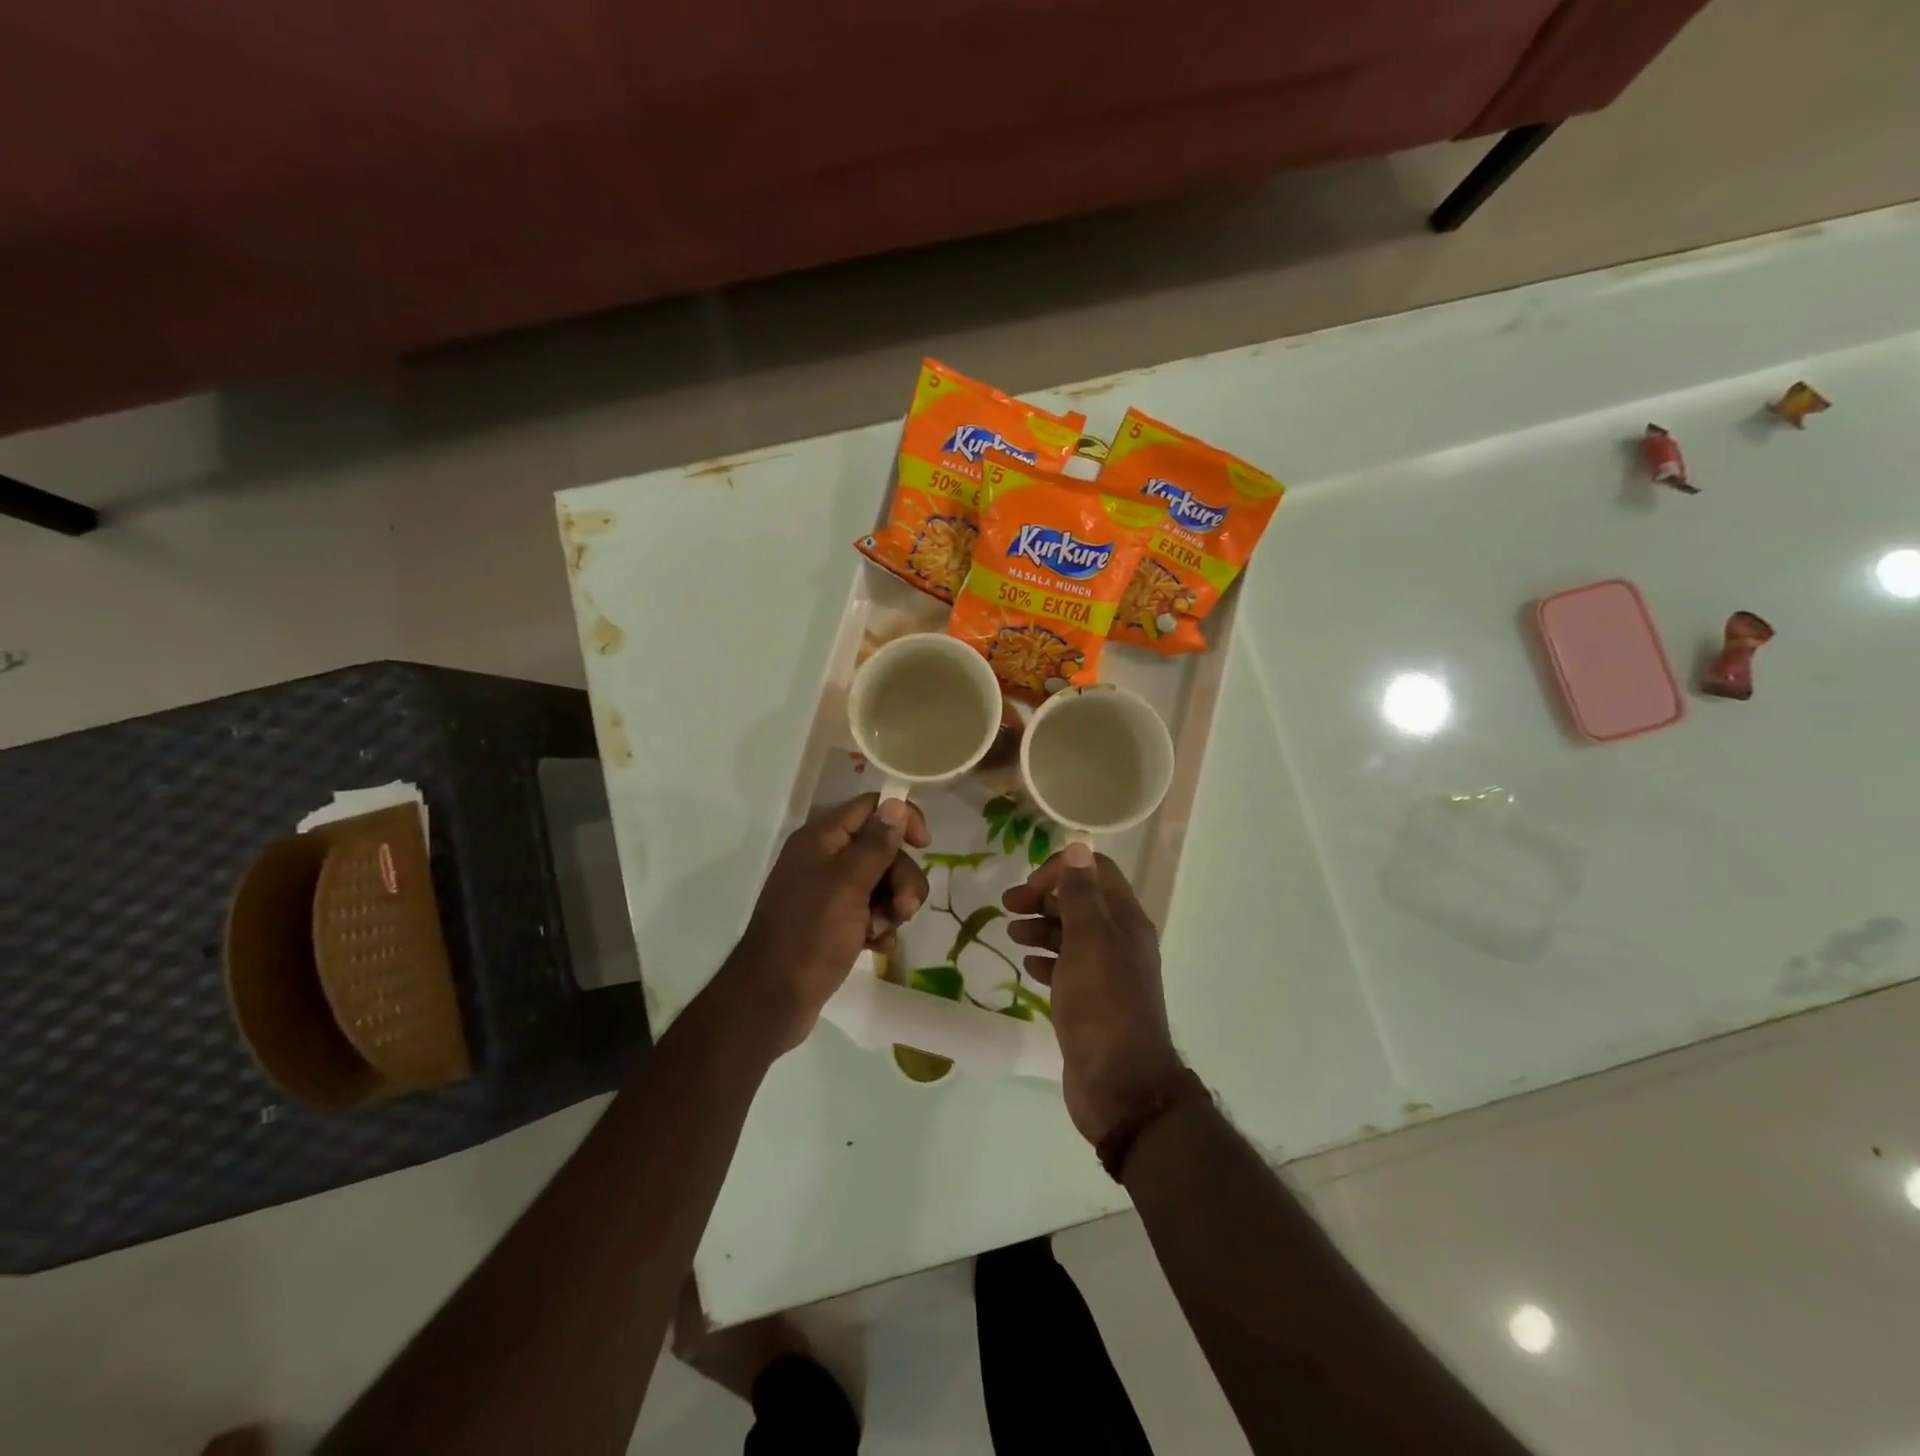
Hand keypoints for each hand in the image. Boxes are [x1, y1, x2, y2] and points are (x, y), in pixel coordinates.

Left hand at [726, 794, 931, 1053]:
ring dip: (892, 907)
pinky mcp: (835, 923)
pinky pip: (872, 912)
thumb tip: (896, 803)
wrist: (773, 999)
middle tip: (904, 908)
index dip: (901, 819)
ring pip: (882, 883)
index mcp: (822, 838)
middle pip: (882, 849)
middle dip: (900, 878)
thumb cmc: (810, 934)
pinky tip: (877, 947)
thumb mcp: (848, 885)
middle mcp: (825, 858)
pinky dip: (879, 927)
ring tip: (881, 932)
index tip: (924, 845)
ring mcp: (829, 893)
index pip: (871, 807)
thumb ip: (876, 844)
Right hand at [1003, 843, 1185, 1144]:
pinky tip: (1028, 964)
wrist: (1120, 1086)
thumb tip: (1078, 846)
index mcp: (1125, 920)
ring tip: (1011, 934)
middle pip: (1081, 901)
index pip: (1095, 872)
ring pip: (1071, 934)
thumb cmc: (1102, 1006)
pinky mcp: (1091, 1001)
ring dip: (1041, 926)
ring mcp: (1106, 973)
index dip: (1060, 871)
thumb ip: (1081, 895)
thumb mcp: (1089, 942)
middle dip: (1044, 897)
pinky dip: (1046, 958)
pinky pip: (1067, 967)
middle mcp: (1120, 940)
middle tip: (1007, 906)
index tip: (1028, 888)